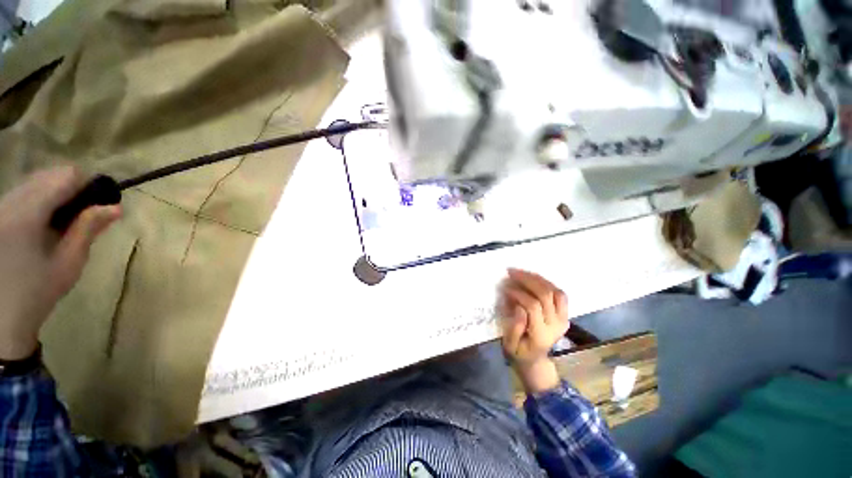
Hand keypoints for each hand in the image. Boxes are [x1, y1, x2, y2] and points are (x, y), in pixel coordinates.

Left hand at [0, 168, 120, 359]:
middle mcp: (9, 201)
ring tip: (63, 223)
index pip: (66, 176)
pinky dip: (40, 201)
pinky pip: (23, 192)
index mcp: (27, 214)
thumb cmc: (37, 292)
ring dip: (55, 195)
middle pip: (49, 175)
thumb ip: (88, 229)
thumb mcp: (68, 264)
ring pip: (35, 181)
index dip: (88, 184)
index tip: (100, 204)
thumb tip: (115, 207)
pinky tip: (43, 225)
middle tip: (84, 216)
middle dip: (71, 189)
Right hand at [500, 268, 568, 393]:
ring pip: (556, 292)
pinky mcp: (565, 315)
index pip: (533, 306)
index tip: (505, 287)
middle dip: (527, 280)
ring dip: (538, 279)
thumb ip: (513, 328)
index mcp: (541, 334)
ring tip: (522, 272)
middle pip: (546, 295)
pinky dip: (547, 283)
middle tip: (511, 272)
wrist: (535, 360)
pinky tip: (533, 278)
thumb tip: (518, 306)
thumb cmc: (519, 351)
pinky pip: (560, 294)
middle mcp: (556, 325)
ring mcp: (563, 319)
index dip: (518, 293)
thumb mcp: (509, 345)